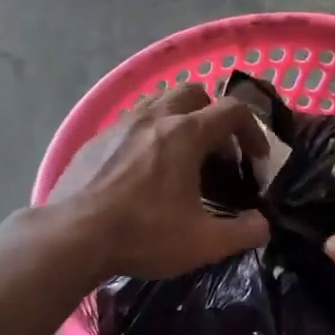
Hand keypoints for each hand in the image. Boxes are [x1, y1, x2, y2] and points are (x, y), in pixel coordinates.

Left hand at [53, 84, 270, 280]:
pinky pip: (130, 121)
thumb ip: (242, 233)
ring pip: (158, 101)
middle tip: (216, 149)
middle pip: (193, 92)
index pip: (232, 110)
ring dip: (178, 118)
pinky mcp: (95, 139)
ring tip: (181, 154)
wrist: (72, 236)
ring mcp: (120, 124)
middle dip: (212, 113)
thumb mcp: (203, 242)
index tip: (256, 158)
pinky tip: (142, 167)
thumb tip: (263, 226)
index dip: (253, 130)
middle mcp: (154, 117)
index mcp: (185, 134)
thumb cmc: (143, 234)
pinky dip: (147, 133)